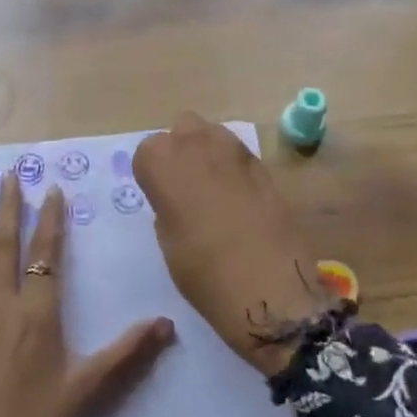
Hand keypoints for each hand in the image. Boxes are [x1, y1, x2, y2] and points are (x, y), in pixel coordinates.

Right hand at [134, 113, 331, 375]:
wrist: (268, 286)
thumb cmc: (204, 271)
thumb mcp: (168, 241)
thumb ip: (167, 205)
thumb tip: (177, 196)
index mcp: (164, 161)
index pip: (147, 151)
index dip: (152, 175)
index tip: (159, 198)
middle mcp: (197, 143)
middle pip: (181, 130)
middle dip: (180, 151)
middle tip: (183, 188)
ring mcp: (234, 149)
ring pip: (212, 134)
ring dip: (207, 152)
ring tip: (211, 190)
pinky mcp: (262, 163)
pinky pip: (237, 153)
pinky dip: (232, 167)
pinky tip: (236, 198)